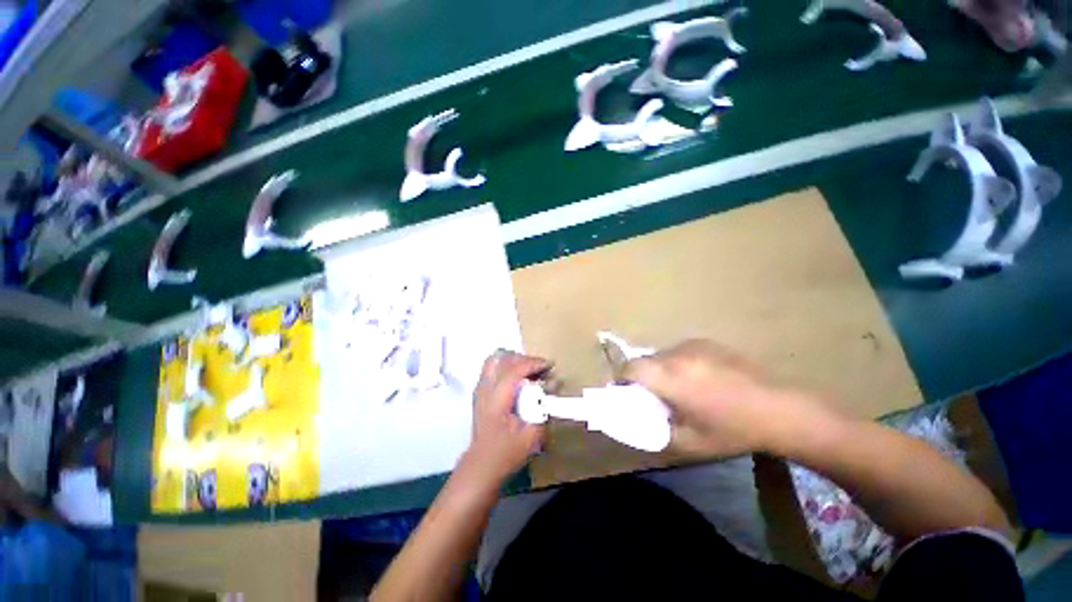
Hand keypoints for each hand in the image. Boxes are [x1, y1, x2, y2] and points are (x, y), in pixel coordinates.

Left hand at [460, 350, 548, 486]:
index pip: (513, 371)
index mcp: (496, 400)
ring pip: (494, 360)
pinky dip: (506, 365)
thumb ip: (542, 411)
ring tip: (528, 368)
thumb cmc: (505, 453)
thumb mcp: (531, 437)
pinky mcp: (480, 392)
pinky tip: (517, 376)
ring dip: (513, 360)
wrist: (481, 465)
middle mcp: (485, 390)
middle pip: (502, 360)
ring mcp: (480, 390)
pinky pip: (492, 368)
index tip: (549, 365)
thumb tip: (552, 391)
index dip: (532, 364)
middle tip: (540, 368)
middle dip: (524, 359)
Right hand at [623, 339, 816, 457]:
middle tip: (657, 396)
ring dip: (661, 370)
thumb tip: (641, 418)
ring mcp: (693, 345)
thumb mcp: (690, 442)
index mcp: (670, 378)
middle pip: (644, 360)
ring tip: (682, 388)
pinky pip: (679, 351)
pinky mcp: (706, 342)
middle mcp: (677, 355)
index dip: (622, 379)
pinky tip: (700, 379)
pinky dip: (678, 363)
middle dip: (643, 377)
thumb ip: (657, 429)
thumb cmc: (733, 430)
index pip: (630, 368)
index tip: (628, 393)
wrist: (779, 409)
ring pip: (662, 355)